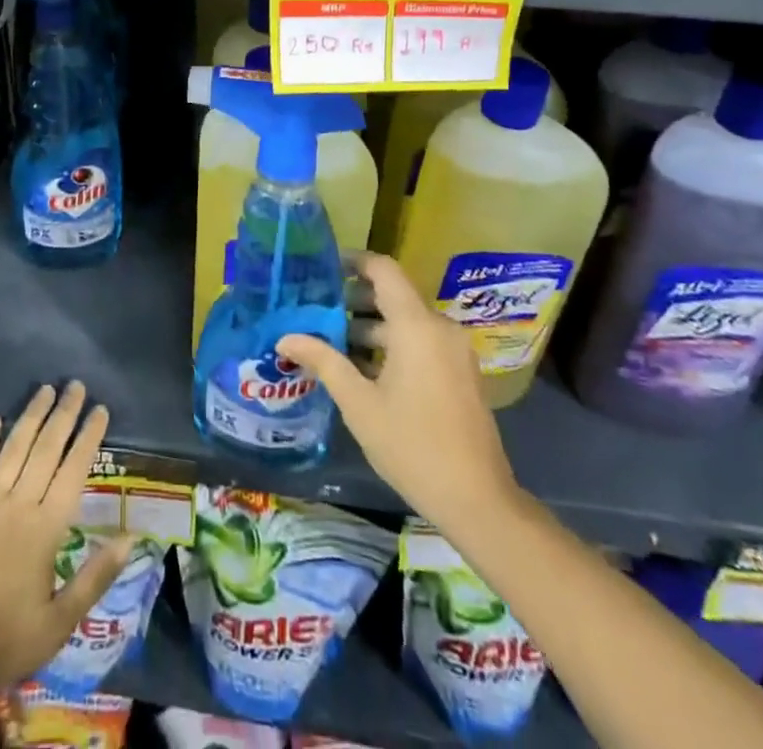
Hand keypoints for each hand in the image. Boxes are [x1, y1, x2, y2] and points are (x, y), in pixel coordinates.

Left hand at [0, 381, 132, 693]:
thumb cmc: (4, 642)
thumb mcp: (59, 623)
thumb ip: (95, 578)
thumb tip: (131, 539)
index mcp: (45, 530)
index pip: (73, 470)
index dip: (88, 438)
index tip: (100, 410)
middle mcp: (17, 506)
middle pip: (45, 449)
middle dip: (63, 415)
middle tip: (76, 385)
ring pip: (13, 449)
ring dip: (31, 417)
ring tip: (45, 389)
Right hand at [279, 252, 519, 526]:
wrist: (478, 500)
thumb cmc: (412, 445)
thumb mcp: (358, 403)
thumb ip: (323, 361)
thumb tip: (284, 338)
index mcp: (416, 326)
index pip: (384, 270)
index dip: (354, 261)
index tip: (323, 269)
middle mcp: (440, 328)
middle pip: (393, 296)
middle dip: (354, 301)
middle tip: (316, 311)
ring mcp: (454, 351)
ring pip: (406, 322)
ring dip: (370, 327)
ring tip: (331, 343)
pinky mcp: (460, 373)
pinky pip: (421, 342)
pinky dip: (392, 345)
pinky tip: (363, 370)